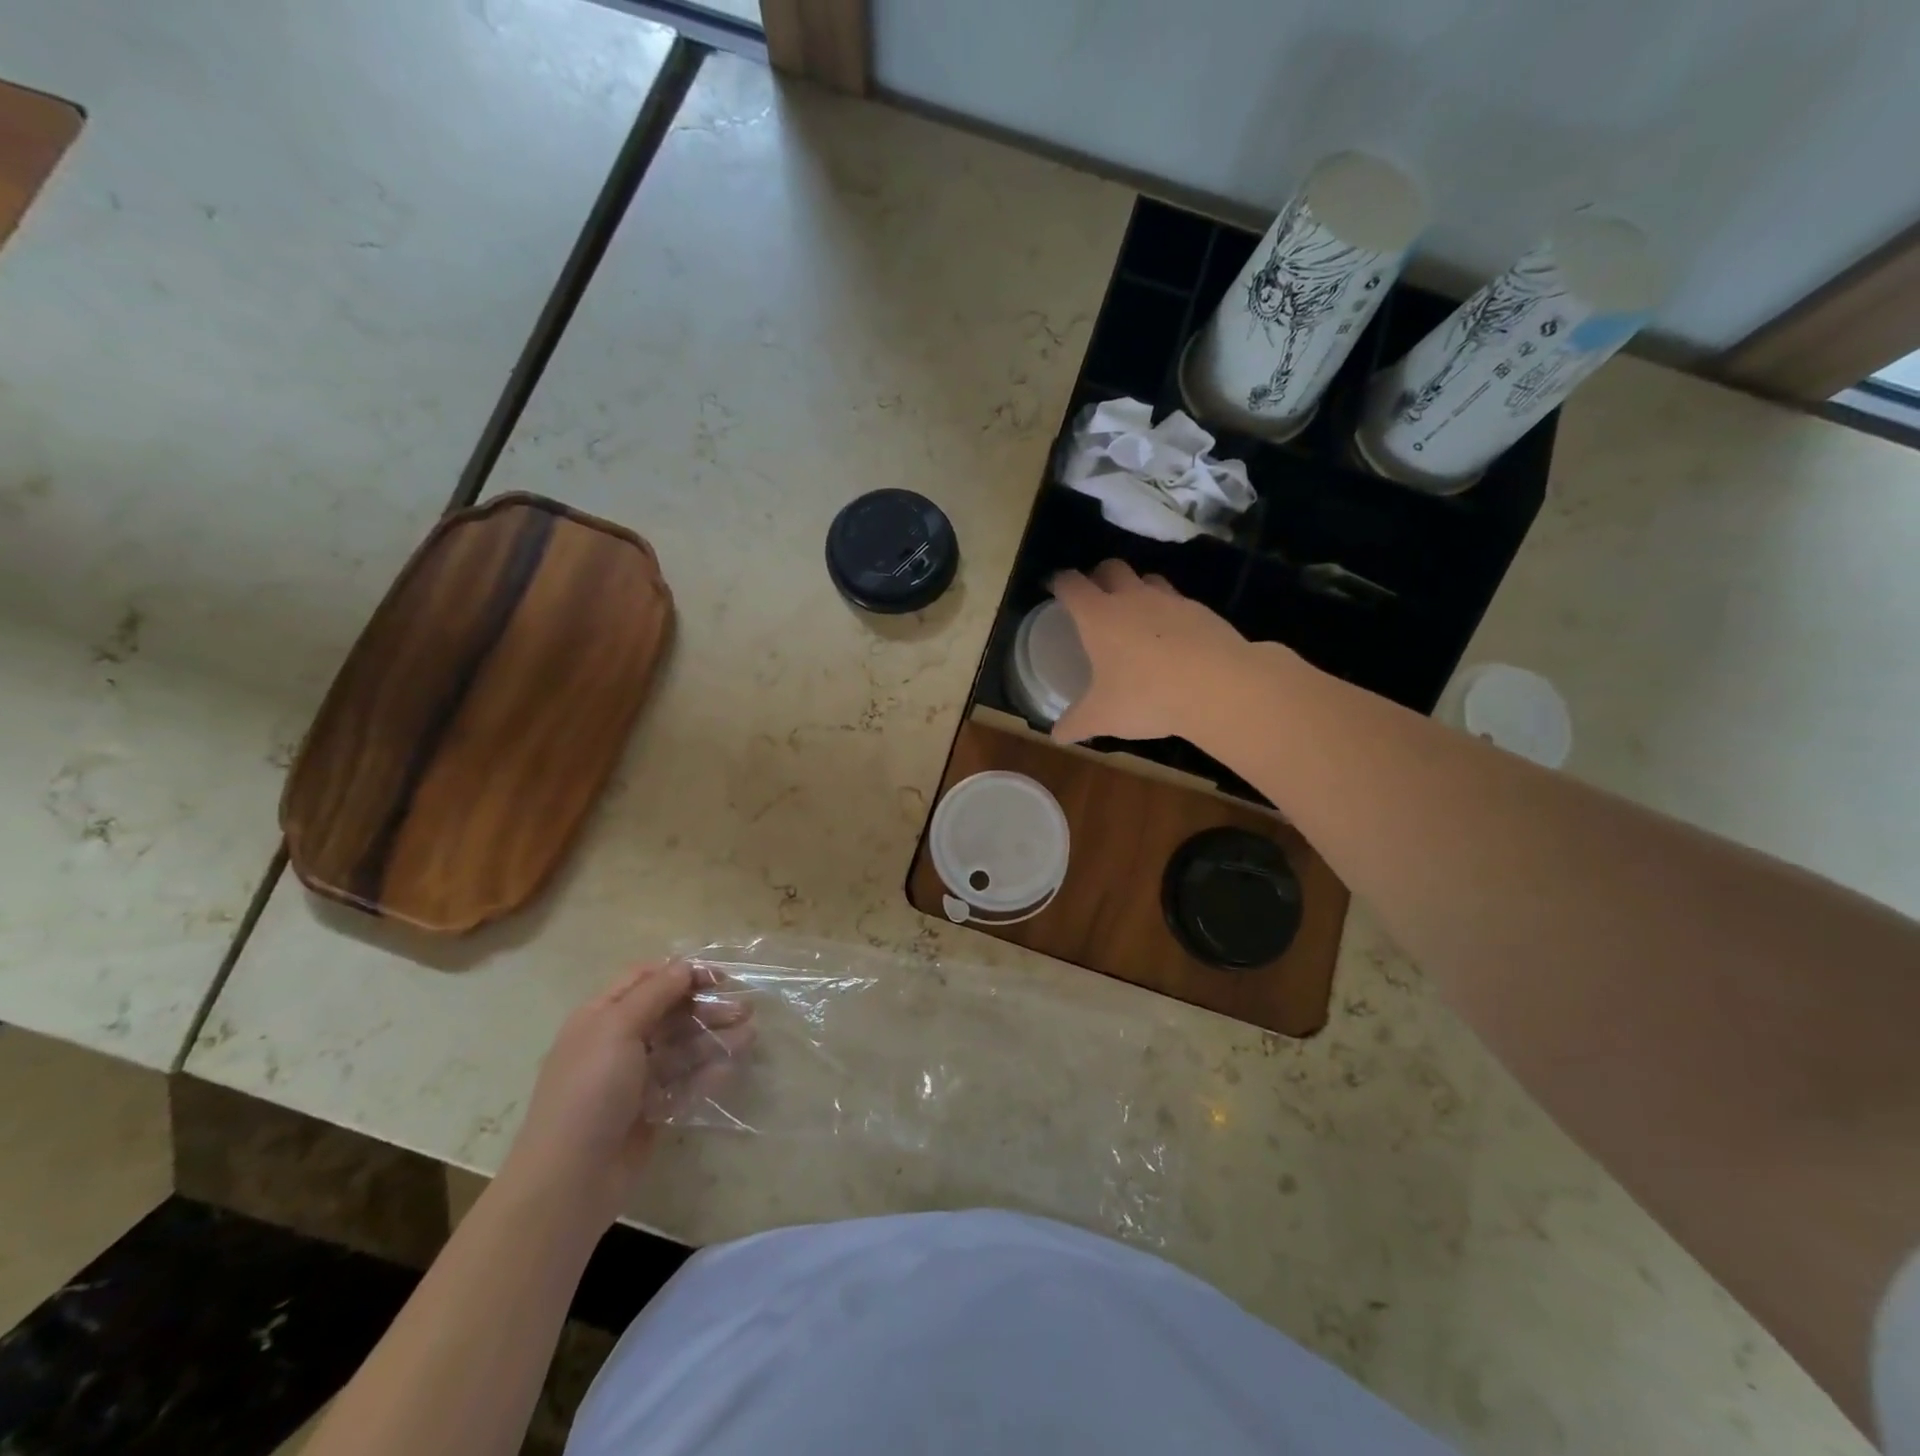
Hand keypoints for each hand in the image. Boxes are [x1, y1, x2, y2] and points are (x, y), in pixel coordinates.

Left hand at [499, 962, 752, 1232]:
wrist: (569, 1180)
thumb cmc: (589, 1092)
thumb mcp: (617, 1030)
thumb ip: (655, 993)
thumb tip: (685, 966)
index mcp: (601, 1017)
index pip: (645, 979)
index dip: (681, 973)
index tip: (719, 977)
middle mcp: (618, 1042)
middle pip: (669, 1012)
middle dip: (706, 1006)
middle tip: (744, 1009)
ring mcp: (635, 1078)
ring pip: (682, 1047)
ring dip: (714, 1037)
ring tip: (750, 1036)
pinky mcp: (651, 1109)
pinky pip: (684, 1082)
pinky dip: (707, 1072)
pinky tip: (730, 1067)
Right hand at [1048, 560, 1257, 744]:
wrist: (1219, 687)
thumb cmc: (1147, 697)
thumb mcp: (1103, 717)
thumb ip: (1076, 724)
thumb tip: (1057, 736)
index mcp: (1098, 615)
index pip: (1071, 584)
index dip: (1059, 582)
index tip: (1055, 589)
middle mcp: (1132, 598)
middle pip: (1111, 567)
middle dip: (1098, 576)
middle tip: (1094, 598)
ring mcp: (1171, 600)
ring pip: (1148, 579)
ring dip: (1137, 588)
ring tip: (1135, 615)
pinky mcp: (1202, 611)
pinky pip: (1179, 602)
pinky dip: (1169, 613)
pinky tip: (1172, 640)